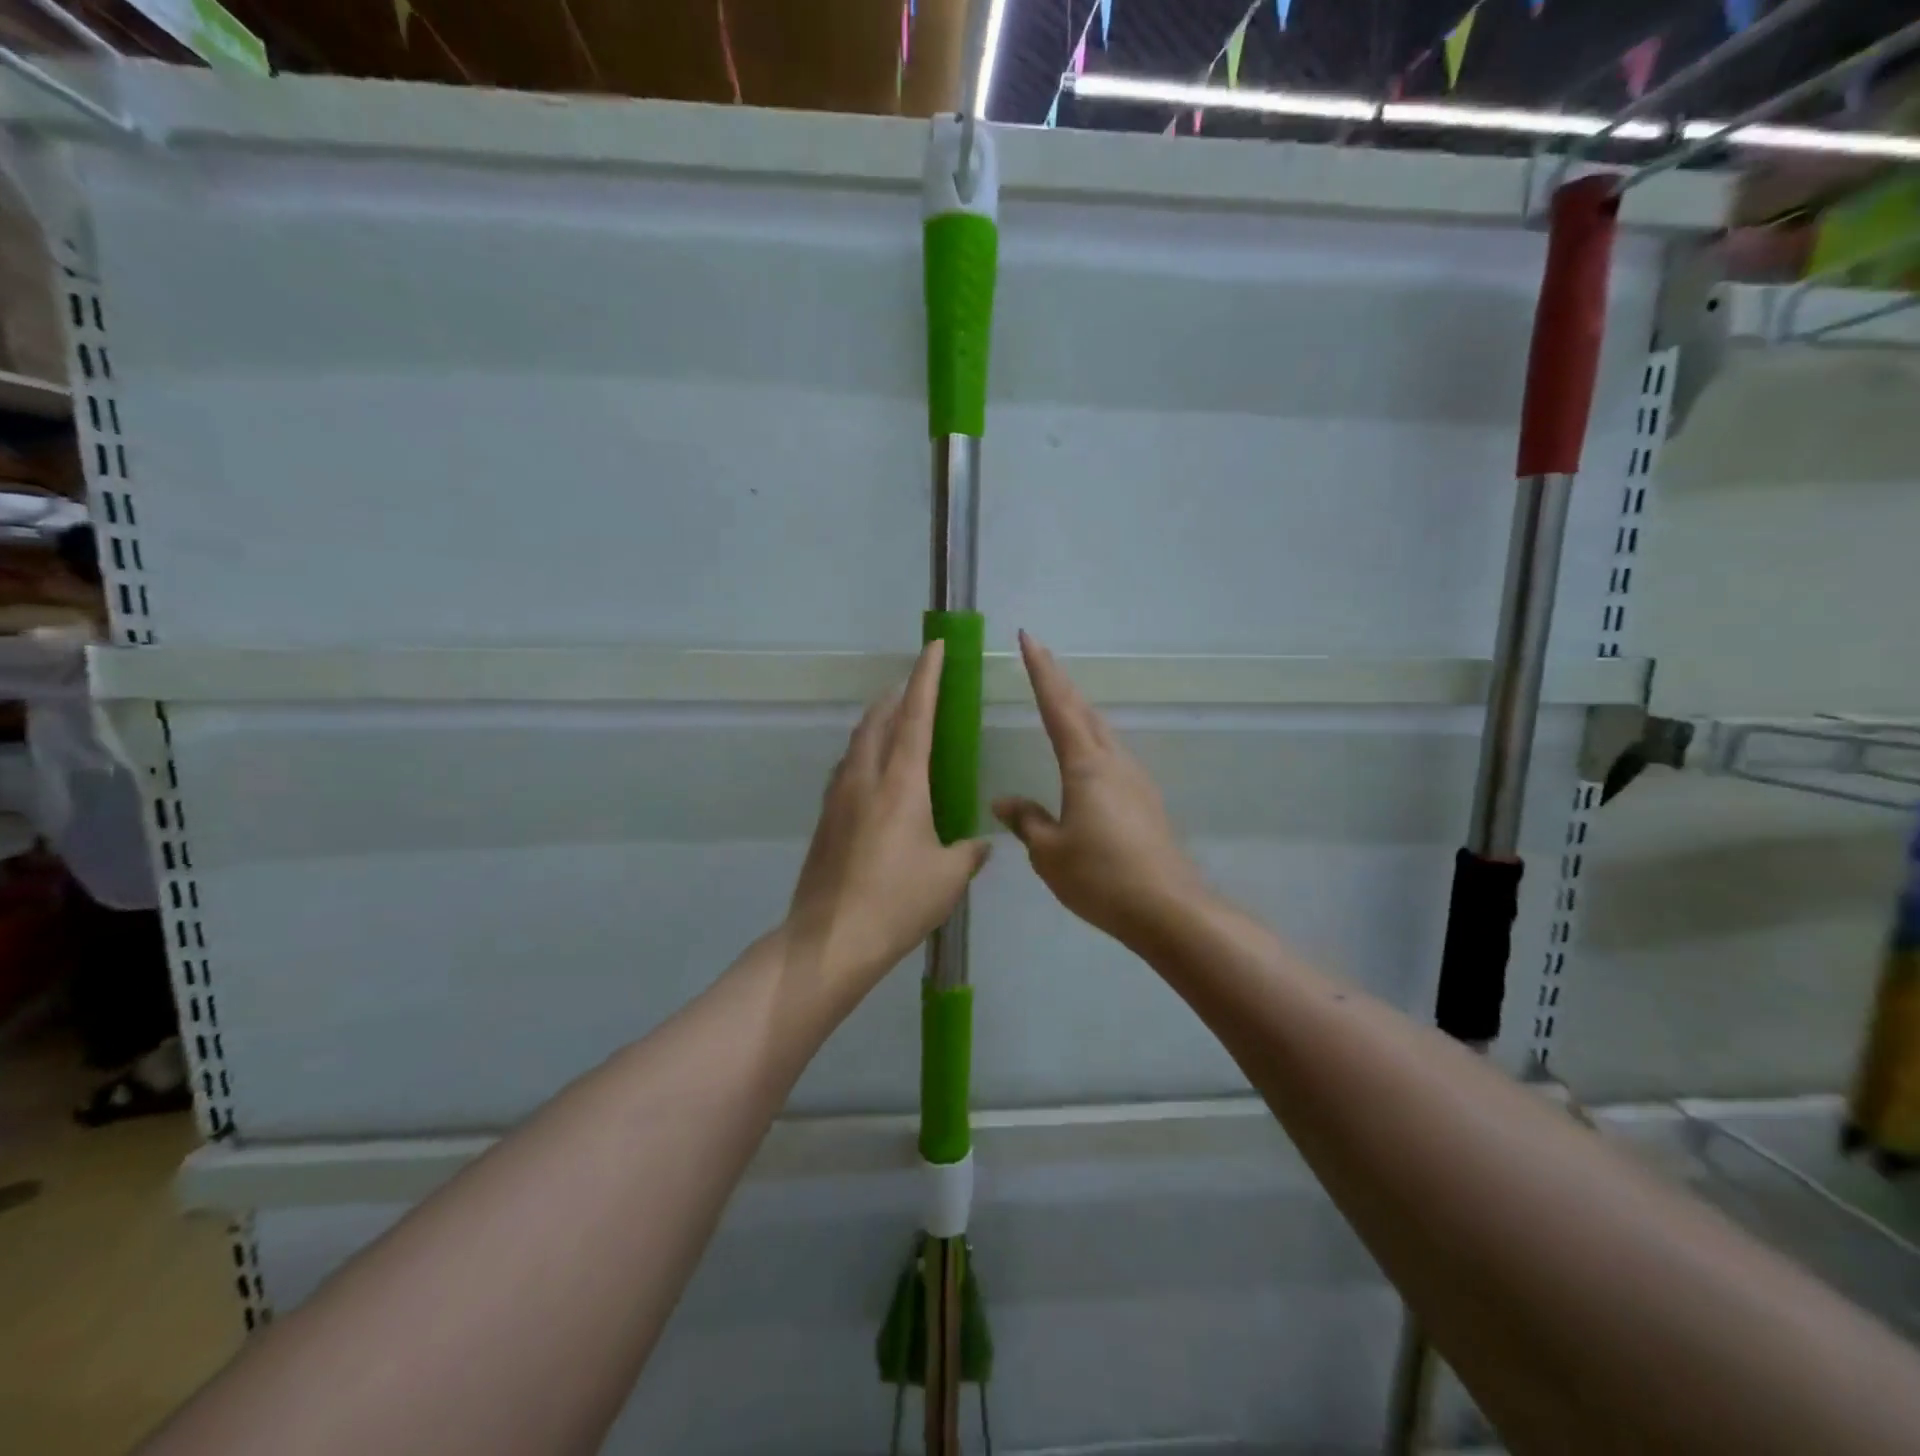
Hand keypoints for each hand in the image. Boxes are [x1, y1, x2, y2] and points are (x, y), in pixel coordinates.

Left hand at [785, 641, 990, 1005]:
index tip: (934, 647)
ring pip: (858, 741)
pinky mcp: (825, 818)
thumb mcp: (948, 878)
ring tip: (896, 720)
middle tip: (917, 684)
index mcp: (901, 783)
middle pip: (879, 719)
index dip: (927, 677)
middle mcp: (866, 778)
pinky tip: (874, 772)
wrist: (830, 939)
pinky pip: (847, 768)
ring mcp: (839, 796)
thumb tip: (980, 843)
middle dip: (899, 694)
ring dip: (878, 721)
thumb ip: (968, 852)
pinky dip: (864, 752)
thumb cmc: (897, 903)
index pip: (916, 716)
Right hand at [993, 631, 1202, 945]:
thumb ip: (1026, 821)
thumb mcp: (1049, 852)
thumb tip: (1004, 802)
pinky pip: (1112, 755)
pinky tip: (1086, 757)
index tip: (1028, 638)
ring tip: (1060, 700)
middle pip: (1084, 711)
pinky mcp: (1145, 800)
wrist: (1167, 908)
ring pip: (1102, 731)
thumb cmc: (1101, 877)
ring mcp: (1134, 779)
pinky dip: (1092, 740)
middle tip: (1040, 657)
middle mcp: (1113, 762)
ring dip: (1079, 710)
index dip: (1040, 671)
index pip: (1057, 706)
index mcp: (1085, 765)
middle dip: (1060, 682)